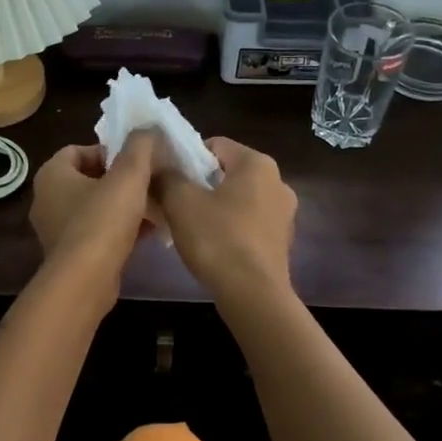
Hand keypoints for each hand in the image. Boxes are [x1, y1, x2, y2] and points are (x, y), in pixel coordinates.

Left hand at [29, 130, 157, 282]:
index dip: (108, 151)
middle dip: (119, 180)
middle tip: (147, 182)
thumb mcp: (128, 176)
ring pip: (93, 207)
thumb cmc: (102, 220)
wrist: (85, 281)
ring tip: (152, 207)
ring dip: (121, 206)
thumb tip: (148, 129)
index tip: (135, 161)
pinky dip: (118, 229)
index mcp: (52, 174)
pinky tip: (147, 233)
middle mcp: (46, 199)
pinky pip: (96, 232)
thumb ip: (140, 147)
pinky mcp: (69, 255)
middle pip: (88, 179)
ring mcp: (55, 229)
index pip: (78, 150)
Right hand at [151, 136, 297, 298]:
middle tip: (173, 202)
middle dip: (199, 184)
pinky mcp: (281, 241)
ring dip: (213, 207)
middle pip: (227, 172)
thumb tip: (157, 166)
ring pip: (238, 199)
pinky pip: (248, 223)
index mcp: (258, 164)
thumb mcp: (180, 202)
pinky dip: (229, 227)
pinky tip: (211, 246)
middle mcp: (278, 182)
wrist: (253, 295)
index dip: (187, 158)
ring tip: (189, 227)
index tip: (168, 179)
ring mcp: (284, 214)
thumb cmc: (218, 239)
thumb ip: (167, 177)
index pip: (215, 145)